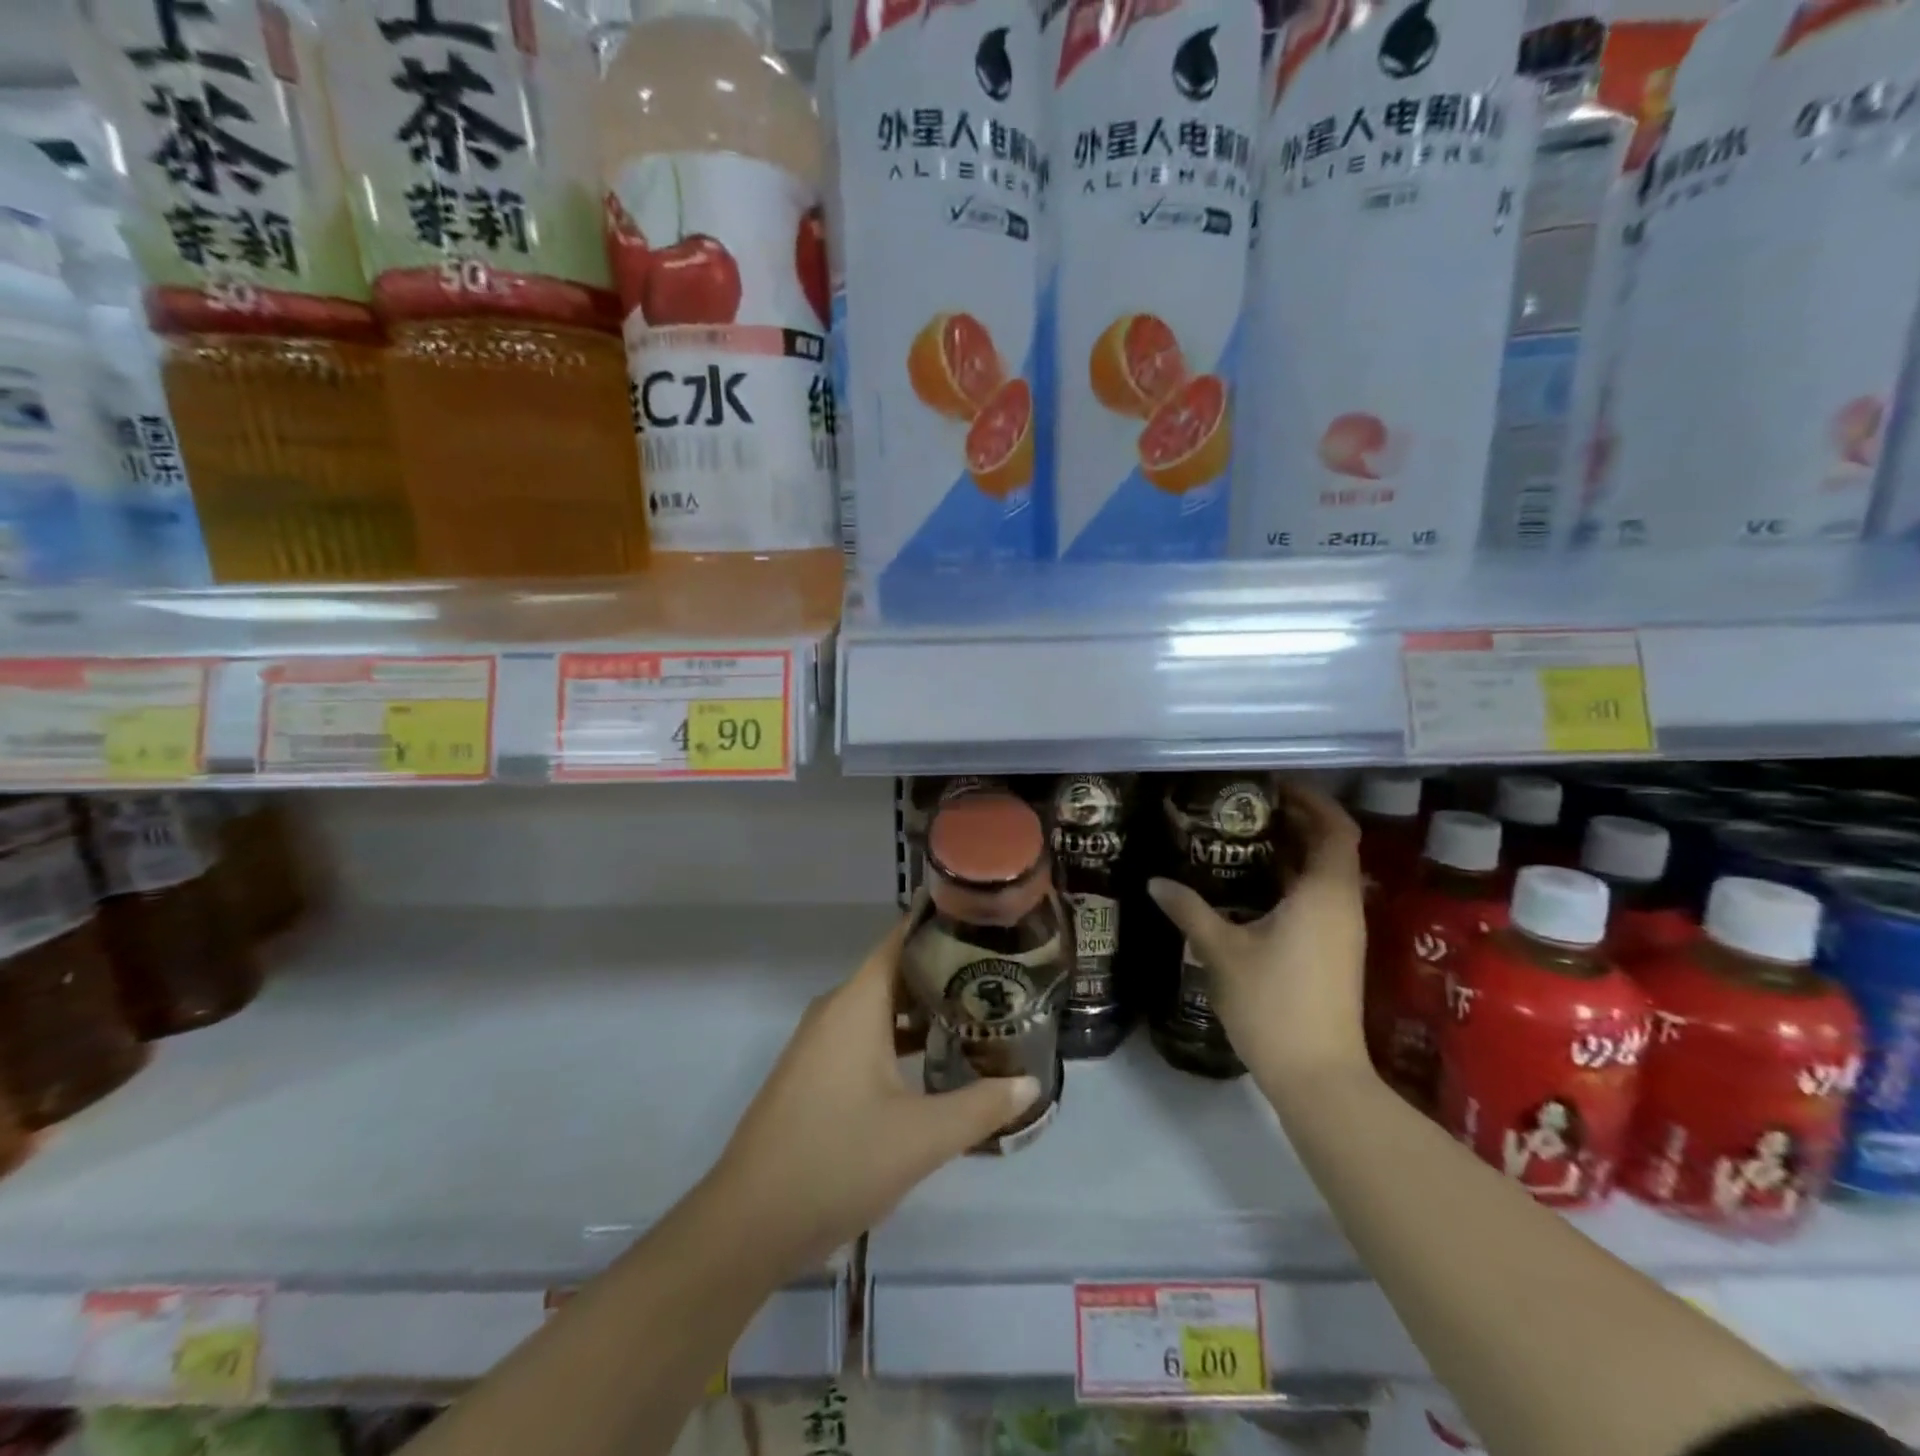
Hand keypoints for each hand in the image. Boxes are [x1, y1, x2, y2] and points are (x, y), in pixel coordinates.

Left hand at [707, 918, 1040, 1273]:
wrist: (748, 1224)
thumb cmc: (837, 1161)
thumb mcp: (921, 1138)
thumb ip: (981, 1107)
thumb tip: (1029, 1084)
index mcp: (856, 1004)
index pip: (901, 939)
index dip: (941, 924)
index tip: (986, 920)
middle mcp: (836, 1011)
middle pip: (896, 973)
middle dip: (946, 972)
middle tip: (1000, 974)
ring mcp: (821, 1044)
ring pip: (881, 1009)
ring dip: (925, 1010)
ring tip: (980, 1014)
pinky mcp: (815, 1074)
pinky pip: (865, 1037)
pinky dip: (901, 1039)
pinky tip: (936, 1062)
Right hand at [1148, 782, 1368, 1094]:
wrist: (1317, 1077)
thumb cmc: (1272, 1003)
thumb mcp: (1221, 951)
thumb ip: (1190, 910)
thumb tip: (1155, 882)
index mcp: (1324, 894)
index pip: (1334, 828)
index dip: (1311, 799)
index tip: (1272, 784)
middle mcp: (1342, 905)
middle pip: (1332, 845)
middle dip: (1296, 820)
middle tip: (1247, 805)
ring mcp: (1342, 931)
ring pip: (1325, 873)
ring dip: (1293, 850)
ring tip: (1244, 837)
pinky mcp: (1335, 952)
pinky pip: (1318, 897)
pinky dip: (1293, 879)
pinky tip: (1253, 885)